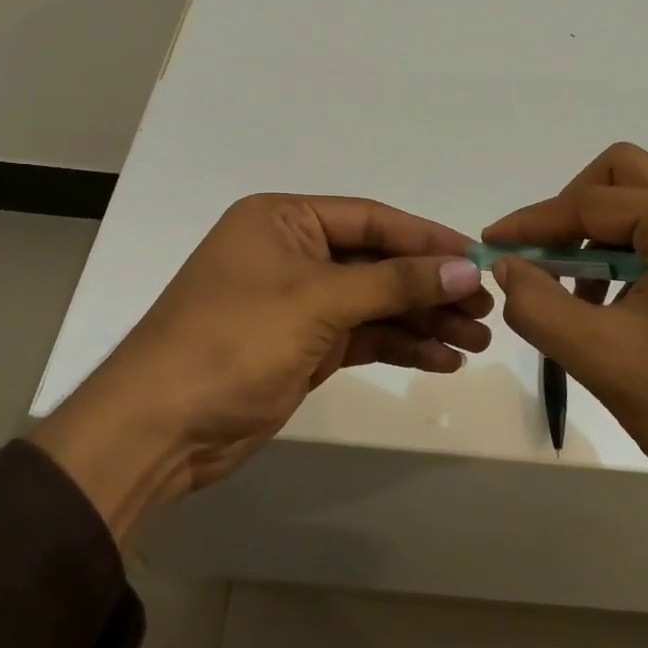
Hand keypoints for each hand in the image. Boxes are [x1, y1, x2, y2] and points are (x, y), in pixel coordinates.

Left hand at [35, 194, 490, 540]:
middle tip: (486, 310)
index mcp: (283, 220)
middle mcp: (292, 254)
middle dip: (431, 287)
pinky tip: (442, 360)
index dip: (428, 240)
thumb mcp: (318, 301)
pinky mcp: (303, 348)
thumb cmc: (233, 341)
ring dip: (423, 321)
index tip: (479, 260)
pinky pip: (363, 338)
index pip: (372, 220)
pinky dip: (400, 347)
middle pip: (378, 264)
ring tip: (476, 342)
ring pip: (376, 304)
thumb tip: (466, 268)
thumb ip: (395, 283)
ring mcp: (298, 304)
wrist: (162, 427)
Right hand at [489, 144, 647, 647]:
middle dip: (571, 215)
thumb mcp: (604, 358)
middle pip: (622, 181)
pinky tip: (612, 314)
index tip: (489, 244)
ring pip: (644, 213)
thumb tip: (506, 267)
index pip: (591, 203)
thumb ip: (539, 305)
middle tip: (539, 261)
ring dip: (598, 244)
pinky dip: (627, 264)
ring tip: (572, 301)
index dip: (532, 223)